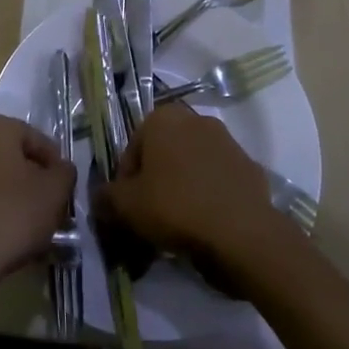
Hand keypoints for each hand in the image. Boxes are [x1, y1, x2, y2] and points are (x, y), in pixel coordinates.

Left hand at [0, 116, 74, 295]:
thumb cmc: (12, 215)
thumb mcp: (55, 191)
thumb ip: (64, 172)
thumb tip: (60, 169)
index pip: (34, 137)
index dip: (54, 162)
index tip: (64, 187)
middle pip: (10, 157)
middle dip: (31, 178)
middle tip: (49, 204)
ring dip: (10, 195)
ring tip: (29, 224)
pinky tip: (5, 235)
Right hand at [95, 106, 289, 270]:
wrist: (241, 231)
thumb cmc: (176, 207)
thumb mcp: (127, 206)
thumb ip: (107, 198)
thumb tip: (100, 198)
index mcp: (162, 118)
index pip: (132, 150)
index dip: (125, 182)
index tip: (128, 210)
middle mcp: (195, 118)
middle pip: (163, 153)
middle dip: (155, 181)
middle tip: (152, 216)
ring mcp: (226, 140)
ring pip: (192, 164)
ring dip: (183, 186)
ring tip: (180, 224)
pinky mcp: (248, 164)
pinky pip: (218, 179)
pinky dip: (209, 195)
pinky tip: (207, 223)